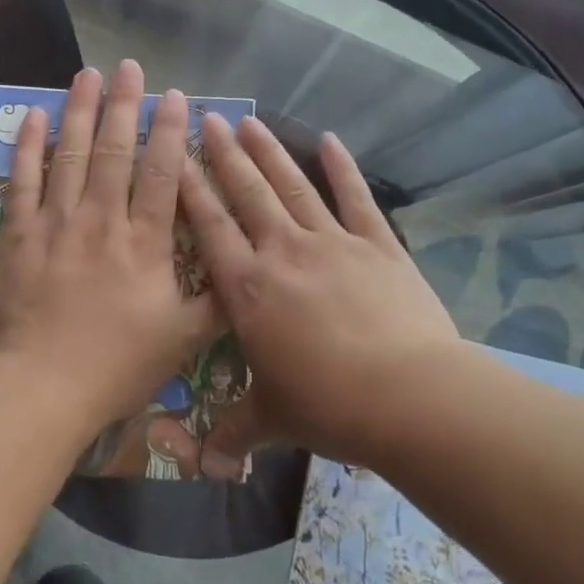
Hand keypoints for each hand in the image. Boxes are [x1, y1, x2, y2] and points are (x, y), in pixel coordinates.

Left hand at [0, 61, 217, 431]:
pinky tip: (33, 117)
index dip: (170, 131)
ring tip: (87, 74)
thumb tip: (248, 276)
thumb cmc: (116, 366)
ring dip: (80, 110)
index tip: (176, 96)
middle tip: (130, 66)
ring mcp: (56, 223)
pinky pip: (23, 181)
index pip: (162, 173)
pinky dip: (28, 147)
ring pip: (71, 154)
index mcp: (145, 242)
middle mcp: (102, 220)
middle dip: (125, 104)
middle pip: (115, 150)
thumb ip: (217, 305)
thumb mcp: (182, 341)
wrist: (41, 388)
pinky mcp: (18, 235)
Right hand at [179, 114, 459, 471]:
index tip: (174, 154)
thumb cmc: (329, 405)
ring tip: (250, 121)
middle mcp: (283, 252)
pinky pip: (355, 198)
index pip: (209, 227)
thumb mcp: (271, 418)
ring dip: (270, 152)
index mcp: (248, 289)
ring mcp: (332, 242)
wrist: (409, 397)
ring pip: (292, 187)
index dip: (189, 189)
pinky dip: (342, 168)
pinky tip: (329, 140)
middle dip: (224, 155)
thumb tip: (204, 464)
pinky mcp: (377, 245)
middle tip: (208, 119)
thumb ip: (233, 430)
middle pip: (247, 193)